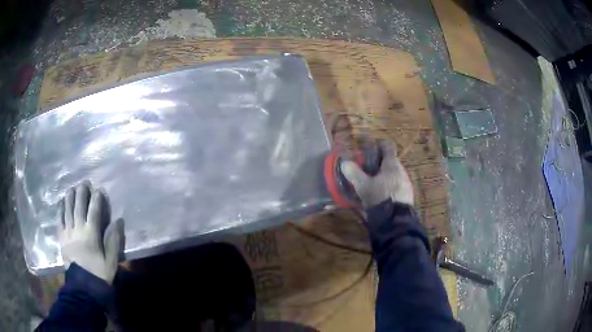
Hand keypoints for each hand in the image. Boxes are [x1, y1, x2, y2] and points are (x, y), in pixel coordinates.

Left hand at [59, 182, 122, 283]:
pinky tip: (62, 202)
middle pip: (79, 205)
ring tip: (72, 188)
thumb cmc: (98, 273)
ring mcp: (67, 232)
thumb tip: (118, 221)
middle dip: (82, 192)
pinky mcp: (61, 237)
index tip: (99, 190)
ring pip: (67, 208)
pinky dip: (60, 208)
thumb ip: (113, 240)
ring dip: (70, 196)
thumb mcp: (111, 261)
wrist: (83, 286)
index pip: (94, 210)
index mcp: (91, 234)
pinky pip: (59, 218)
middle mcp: (78, 228)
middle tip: (85, 183)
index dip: (96, 198)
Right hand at [341, 141, 413, 207]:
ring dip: (385, 177)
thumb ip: (354, 173)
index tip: (371, 147)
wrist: (396, 220)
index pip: (388, 148)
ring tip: (373, 185)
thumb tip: (344, 162)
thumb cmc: (380, 197)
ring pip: (394, 175)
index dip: (379, 145)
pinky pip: (397, 187)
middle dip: (379, 164)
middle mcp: (402, 171)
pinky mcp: (407, 197)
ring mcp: (406, 184)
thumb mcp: (363, 186)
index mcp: (392, 165)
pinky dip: (389, 188)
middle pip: (390, 162)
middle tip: (367, 169)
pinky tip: (381, 196)